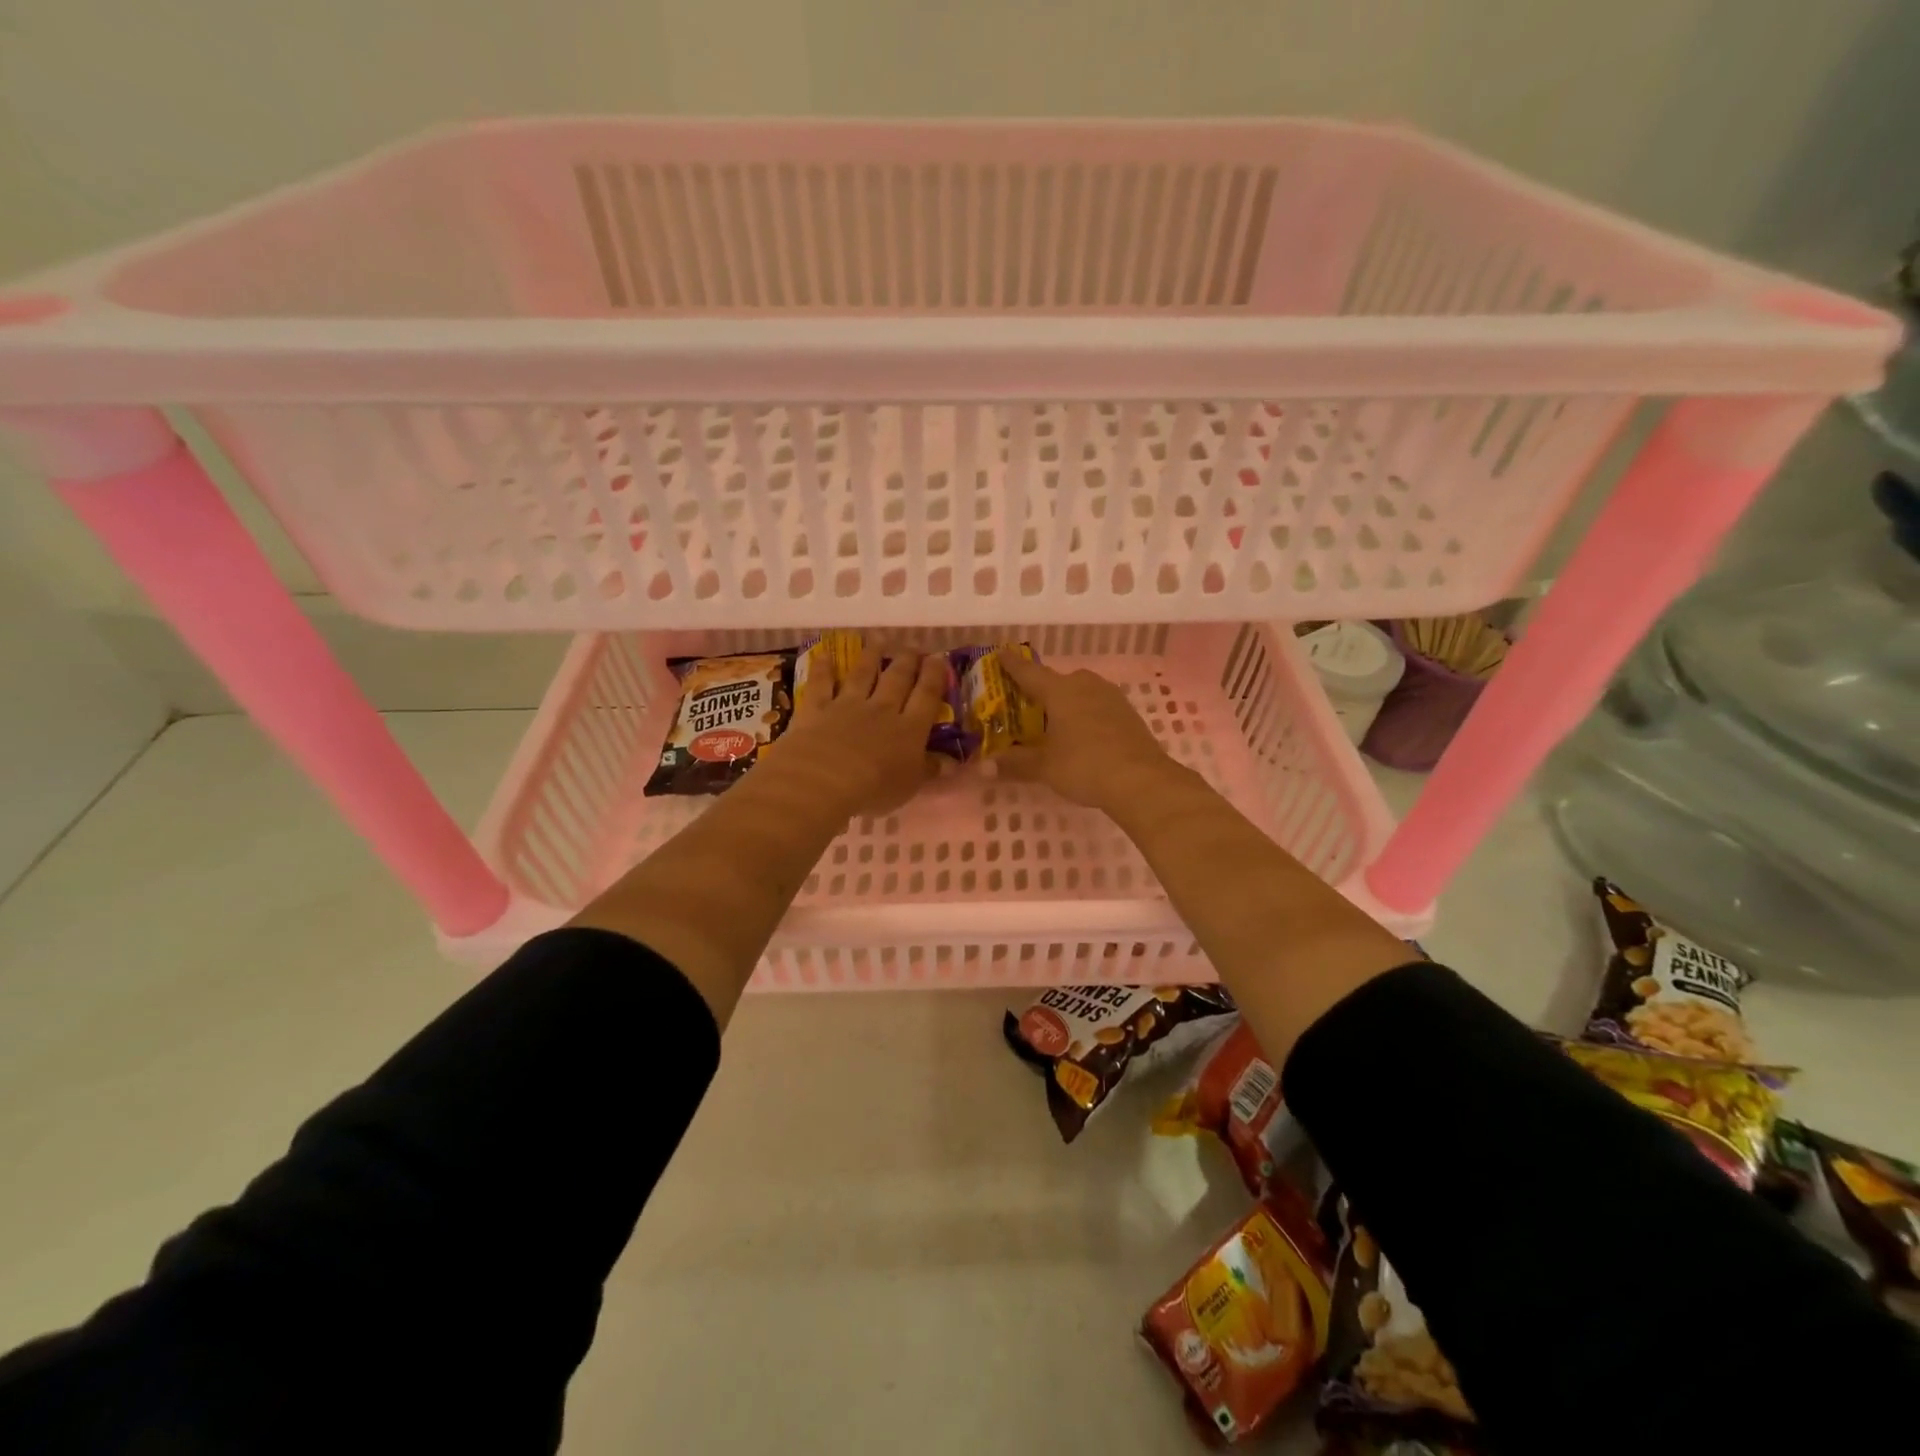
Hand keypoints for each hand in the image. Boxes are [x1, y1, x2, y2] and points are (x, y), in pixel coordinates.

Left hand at [763, 648, 948, 818]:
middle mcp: (882, 709)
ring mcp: (848, 705)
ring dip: (871, 656)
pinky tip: (825, 656)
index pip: (927, 696)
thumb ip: (930, 770)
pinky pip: (822, 684)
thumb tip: (951, 763)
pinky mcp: (818, 708)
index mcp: (909, 729)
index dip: (935, 676)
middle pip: (897, 680)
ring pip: (863, 674)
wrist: (825, 779)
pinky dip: (824, 669)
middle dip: (908, 661)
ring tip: (878, 641)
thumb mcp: (911, 785)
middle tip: (914, 647)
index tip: (939, 658)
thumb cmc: (875, 788)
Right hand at [993, 652, 1173, 811]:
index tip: (1000, 653)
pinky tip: (1082, 734)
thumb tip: (983, 768)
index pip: (1029, 672)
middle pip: (1057, 681)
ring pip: (1081, 692)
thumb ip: (1015, 764)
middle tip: (1026, 705)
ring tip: (1054, 722)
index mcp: (1060, 691)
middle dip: (1042, 690)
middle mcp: (1085, 685)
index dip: (1012, 665)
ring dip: (1067, 702)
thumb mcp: (1044, 767)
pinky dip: (1085, 714)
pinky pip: (1098, 706)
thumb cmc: (1085, 766)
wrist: (1142, 781)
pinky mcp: (1128, 713)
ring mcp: (1111, 697)